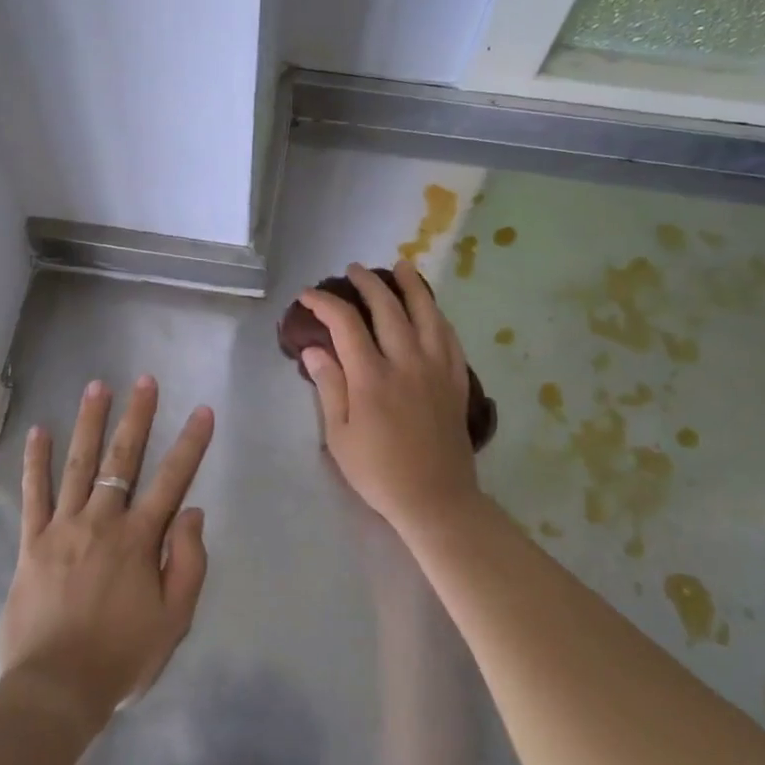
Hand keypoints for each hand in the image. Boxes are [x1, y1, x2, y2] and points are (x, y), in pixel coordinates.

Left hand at [0, 375, 213, 734]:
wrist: (56, 689)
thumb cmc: (121, 656)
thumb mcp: (174, 620)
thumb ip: (187, 562)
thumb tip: (191, 511)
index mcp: (139, 540)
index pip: (172, 480)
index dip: (190, 444)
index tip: (203, 411)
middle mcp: (102, 522)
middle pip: (122, 460)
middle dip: (137, 416)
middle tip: (144, 380)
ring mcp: (63, 528)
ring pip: (78, 465)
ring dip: (89, 423)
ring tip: (97, 386)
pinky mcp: (32, 542)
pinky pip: (34, 494)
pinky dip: (36, 461)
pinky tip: (38, 431)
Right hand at [298, 261, 482, 535]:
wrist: (436, 498)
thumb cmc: (378, 472)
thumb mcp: (339, 436)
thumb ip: (328, 387)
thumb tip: (314, 349)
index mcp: (371, 377)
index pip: (345, 324)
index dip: (324, 303)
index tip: (308, 295)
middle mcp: (406, 362)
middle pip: (387, 307)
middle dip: (367, 283)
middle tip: (353, 270)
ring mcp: (436, 368)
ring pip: (426, 313)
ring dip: (411, 285)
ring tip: (401, 266)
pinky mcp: (457, 380)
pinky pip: (449, 336)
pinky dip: (437, 315)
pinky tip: (431, 308)